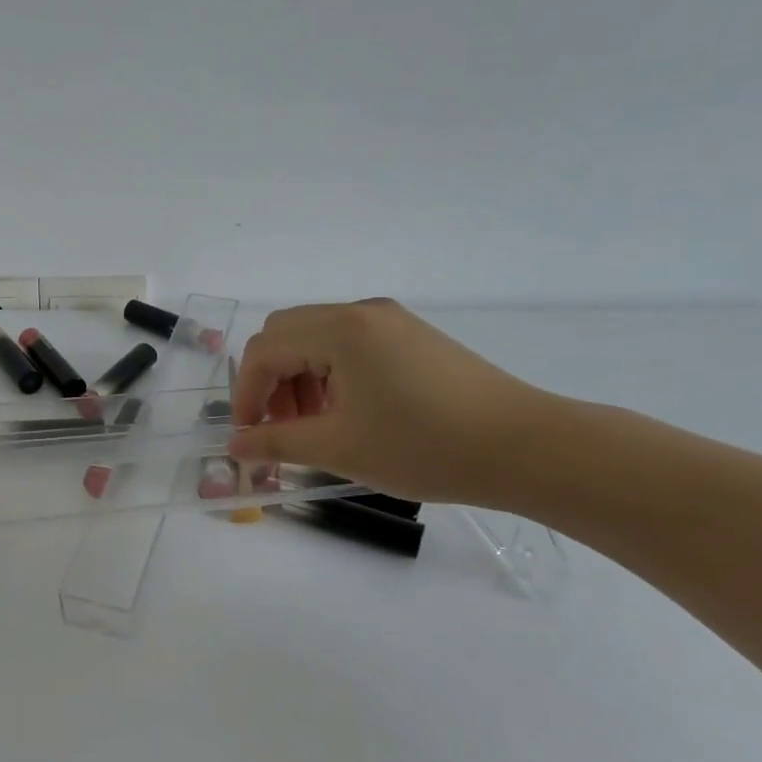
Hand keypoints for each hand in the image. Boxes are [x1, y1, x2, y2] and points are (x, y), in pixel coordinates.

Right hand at [228, 300, 550, 506]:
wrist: (527, 448)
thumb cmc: (425, 447)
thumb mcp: (340, 448)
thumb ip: (277, 443)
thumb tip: (234, 446)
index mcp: (339, 330)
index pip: (265, 350)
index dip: (246, 394)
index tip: (249, 437)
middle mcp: (360, 312)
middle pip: (285, 335)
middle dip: (271, 382)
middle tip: (281, 428)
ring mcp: (389, 321)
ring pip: (315, 339)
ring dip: (299, 379)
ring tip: (316, 427)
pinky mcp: (410, 336)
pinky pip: (348, 344)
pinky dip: (330, 374)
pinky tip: (349, 413)